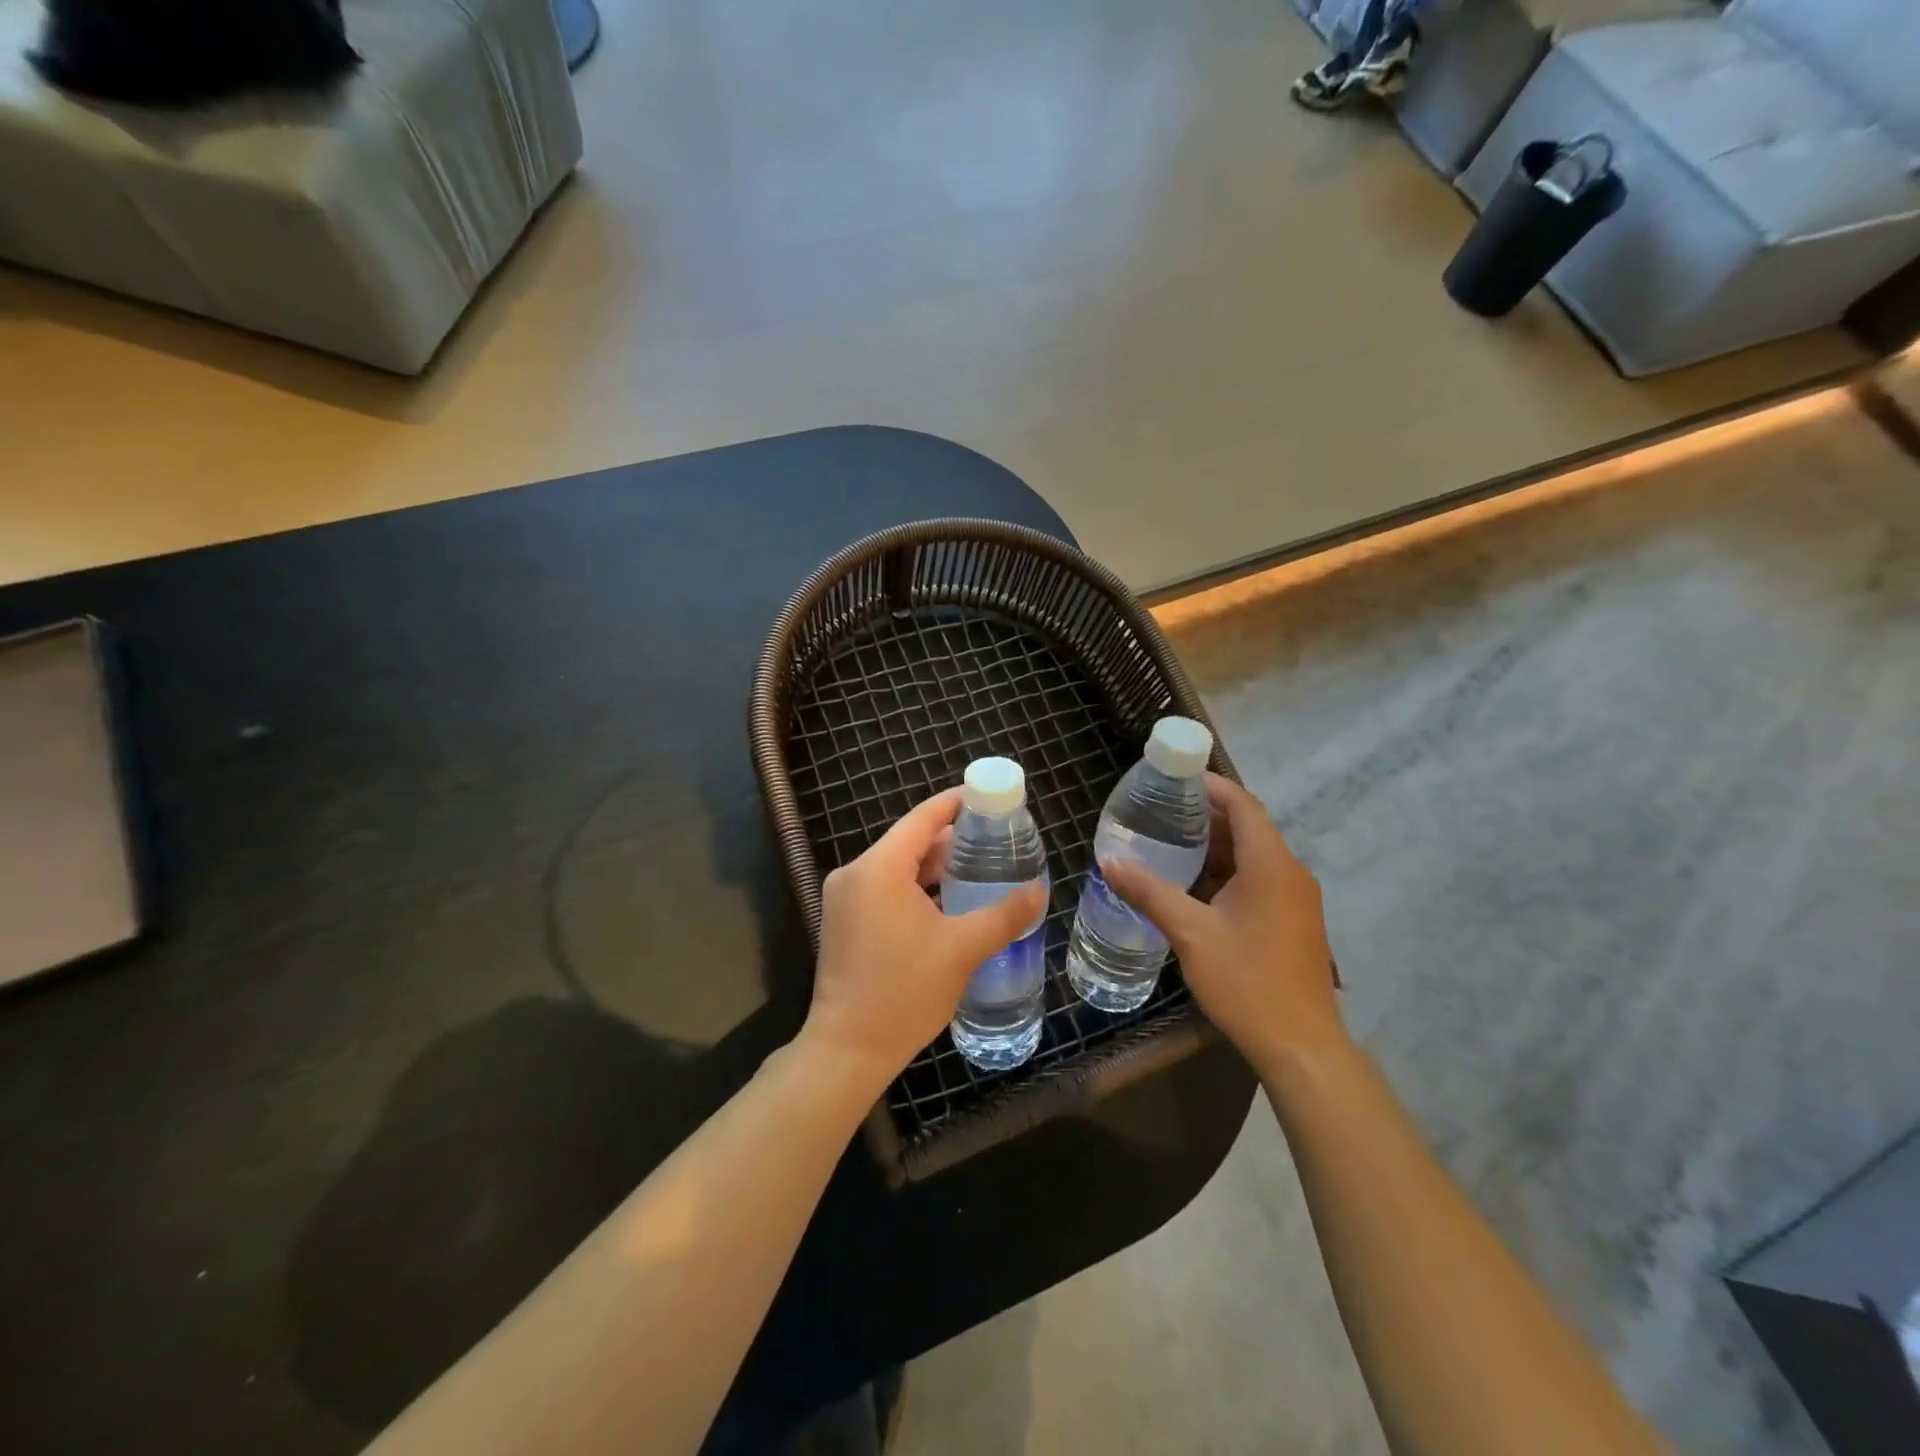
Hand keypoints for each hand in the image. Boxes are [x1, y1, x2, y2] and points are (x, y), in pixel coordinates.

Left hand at [802, 787, 1045, 1090]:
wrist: (848, 1050)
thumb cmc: (904, 992)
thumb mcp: (962, 949)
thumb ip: (1003, 915)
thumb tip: (1038, 891)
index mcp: (879, 867)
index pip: (923, 818)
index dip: (957, 803)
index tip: (990, 798)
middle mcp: (856, 873)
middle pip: (910, 841)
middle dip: (952, 838)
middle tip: (995, 838)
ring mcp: (845, 898)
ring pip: (897, 867)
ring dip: (934, 865)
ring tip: (979, 866)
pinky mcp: (843, 921)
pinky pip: (885, 888)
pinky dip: (916, 887)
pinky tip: (948, 900)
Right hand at [1104, 774, 1343, 1065]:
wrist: (1301, 1046)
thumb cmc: (1248, 982)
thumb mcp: (1191, 933)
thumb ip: (1150, 892)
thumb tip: (1110, 862)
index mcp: (1271, 865)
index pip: (1243, 804)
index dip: (1211, 785)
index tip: (1174, 777)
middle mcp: (1290, 873)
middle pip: (1248, 827)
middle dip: (1206, 815)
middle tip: (1160, 810)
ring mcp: (1296, 898)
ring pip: (1253, 855)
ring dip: (1215, 846)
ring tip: (1169, 843)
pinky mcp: (1293, 920)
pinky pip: (1259, 879)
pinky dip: (1227, 872)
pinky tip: (1193, 885)